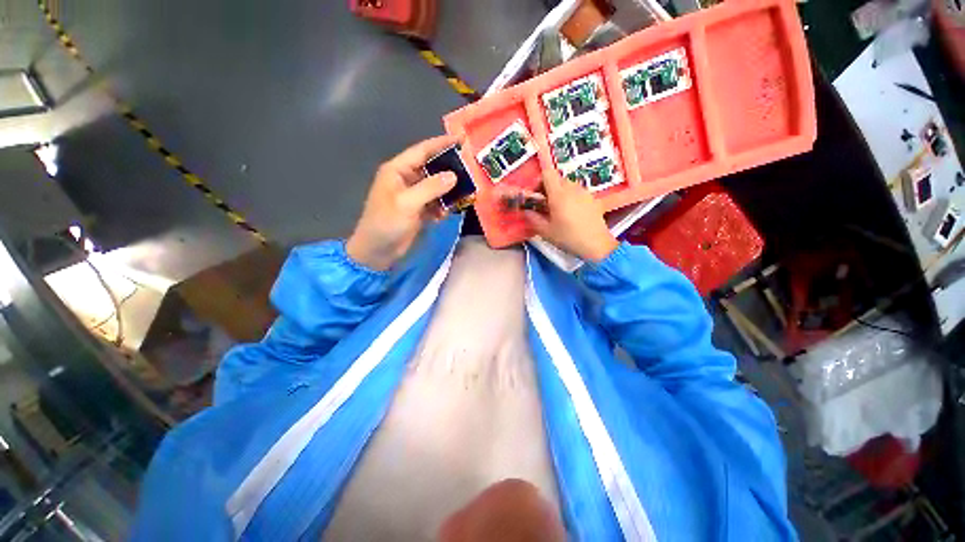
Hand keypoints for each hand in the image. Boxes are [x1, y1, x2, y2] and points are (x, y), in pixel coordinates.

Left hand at [347, 135, 458, 269]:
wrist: (377, 251)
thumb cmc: (386, 223)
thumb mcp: (407, 204)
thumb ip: (430, 188)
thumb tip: (454, 175)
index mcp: (398, 170)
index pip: (422, 151)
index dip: (441, 144)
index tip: (462, 140)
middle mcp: (407, 180)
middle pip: (432, 168)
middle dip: (450, 169)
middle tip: (470, 169)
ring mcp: (414, 196)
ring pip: (437, 187)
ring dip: (448, 192)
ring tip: (465, 193)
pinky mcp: (419, 210)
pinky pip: (436, 203)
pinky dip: (442, 207)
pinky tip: (445, 214)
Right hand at [522, 173, 617, 262]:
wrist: (596, 245)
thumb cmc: (568, 238)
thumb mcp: (546, 232)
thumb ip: (533, 219)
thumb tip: (526, 211)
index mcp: (558, 194)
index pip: (547, 173)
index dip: (539, 179)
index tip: (536, 193)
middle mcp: (572, 188)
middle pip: (557, 178)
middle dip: (548, 188)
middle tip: (544, 204)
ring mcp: (584, 192)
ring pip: (568, 185)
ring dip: (560, 192)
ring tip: (558, 210)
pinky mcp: (593, 198)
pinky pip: (578, 192)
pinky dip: (571, 197)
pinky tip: (571, 213)